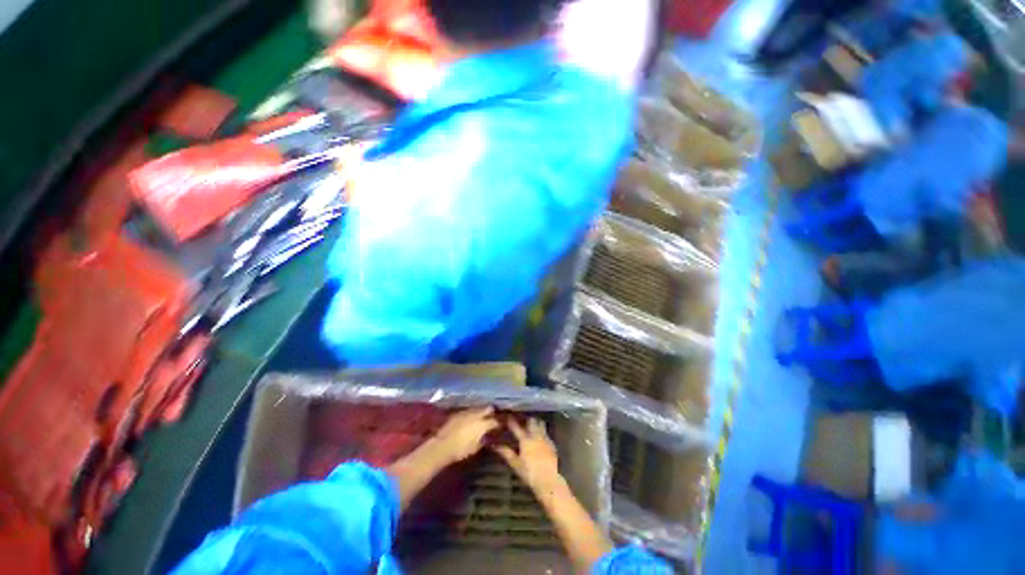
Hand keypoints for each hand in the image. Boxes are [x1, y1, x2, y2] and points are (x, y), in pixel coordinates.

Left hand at [430, 407, 499, 464]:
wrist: (442, 445)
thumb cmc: (461, 450)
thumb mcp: (475, 448)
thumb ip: (483, 440)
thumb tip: (487, 437)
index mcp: (483, 424)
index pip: (495, 421)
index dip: (499, 424)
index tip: (500, 427)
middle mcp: (476, 414)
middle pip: (488, 409)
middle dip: (491, 412)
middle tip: (492, 418)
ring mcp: (466, 412)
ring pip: (478, 408)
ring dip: (481, 412)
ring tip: (481, 418)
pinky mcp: (458, 413)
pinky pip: (468, 411)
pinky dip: (471, 414)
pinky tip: (470, 419)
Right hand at [494, 418, 560, 493]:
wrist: (549, 479)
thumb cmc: (530, 473)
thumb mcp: (515, 464)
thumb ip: (506, 453)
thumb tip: (495, 446)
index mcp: (525, 440)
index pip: (516, 427)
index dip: (511, 421)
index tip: (508, 416)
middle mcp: (535, 436)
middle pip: (532, 421)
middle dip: (527, 419)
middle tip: (523, 419)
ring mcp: (545, 439)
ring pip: (541, 424)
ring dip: (536, 423)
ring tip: (533, 424)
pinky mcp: (552, 444)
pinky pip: (546, 433)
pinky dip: (543, 432)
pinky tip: (541, 437)